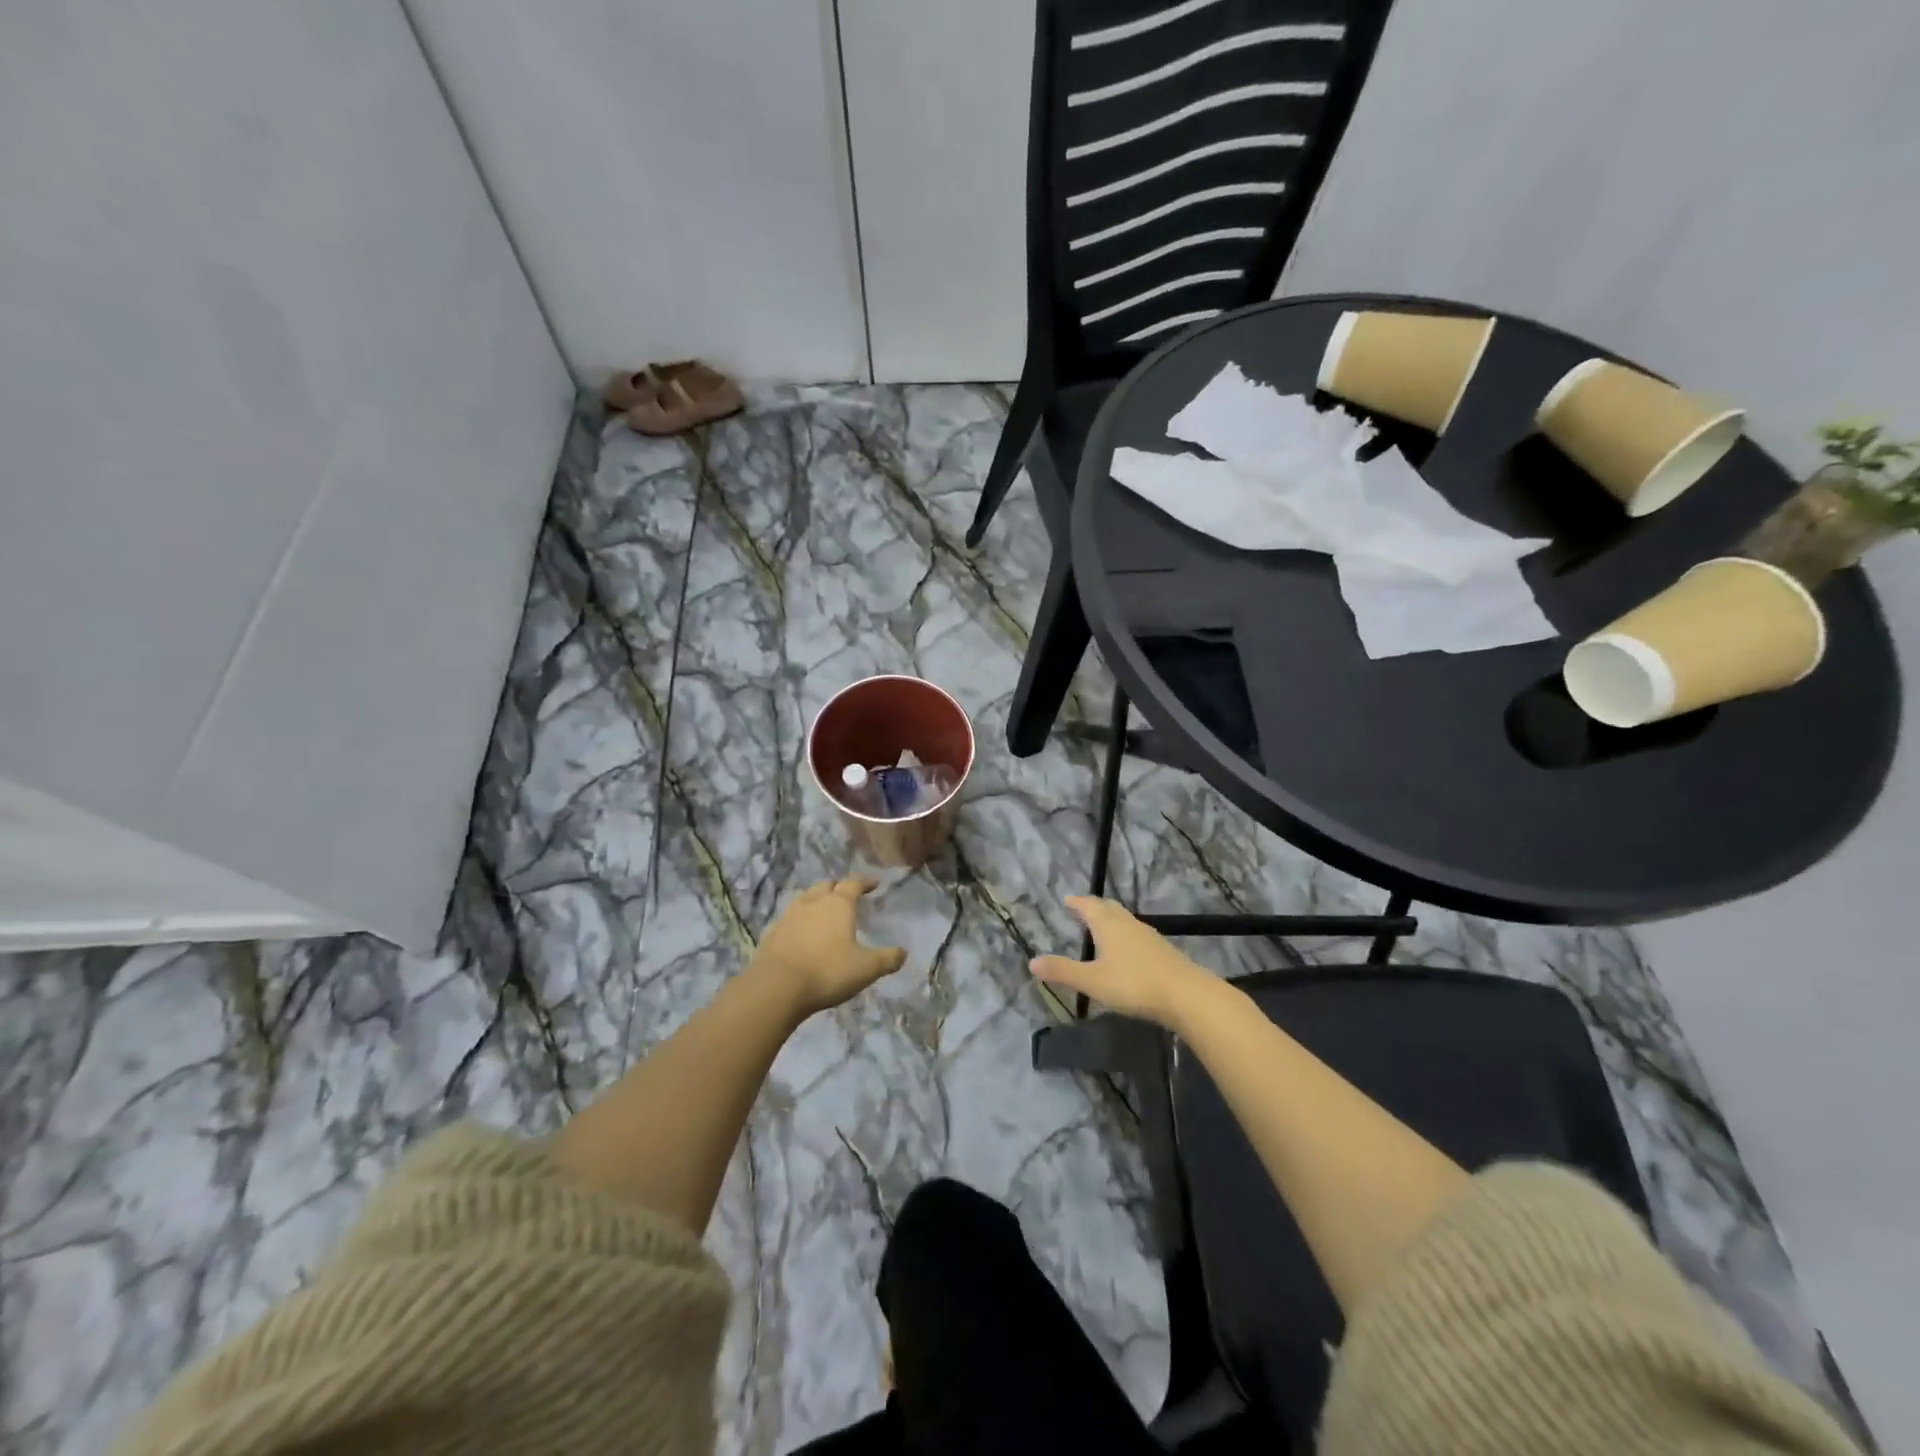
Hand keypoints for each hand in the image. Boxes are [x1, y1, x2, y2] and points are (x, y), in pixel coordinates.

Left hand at [750, 877, 906, 1016]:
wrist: (776, 987)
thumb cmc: (827, 972)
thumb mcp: (866, 968)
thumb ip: (887, 959)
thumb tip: (903, 953)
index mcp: (838, 904)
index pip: (853, 883)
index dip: (865, 882)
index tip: (874, 883)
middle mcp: (813, 902)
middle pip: (826, 886)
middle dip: (838, 888)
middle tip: (847, 896)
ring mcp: (789, 916)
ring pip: (805, 898)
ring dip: (816, 900)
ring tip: (823, 911)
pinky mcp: (772, 932)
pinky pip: (788, 919)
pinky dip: (798, 920)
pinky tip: (800, 932)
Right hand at [1029, 897, 1214, 1027]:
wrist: (1185, 994)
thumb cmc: (1133, 984)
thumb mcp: (1092, 981)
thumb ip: (1063, 971)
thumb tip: (1032, 961)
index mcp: (1107, 924)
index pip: (1088, 905)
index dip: (1077, 902)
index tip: (1067, 899)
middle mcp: (1127, 923)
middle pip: (1108, 908)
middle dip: (1094, 907)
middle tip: (1082, 909)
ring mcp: (1148, 935)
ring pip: (1124, 920)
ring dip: (1111, 920)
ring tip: (1101, 928)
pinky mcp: (1162, 950)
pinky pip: (1137, 934)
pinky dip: (1125, 935)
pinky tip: (1127, 950)